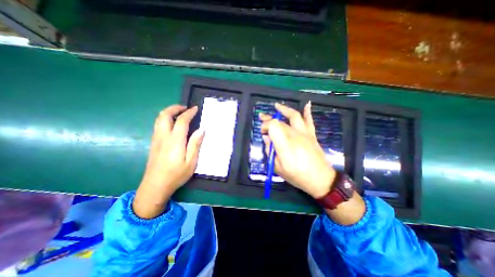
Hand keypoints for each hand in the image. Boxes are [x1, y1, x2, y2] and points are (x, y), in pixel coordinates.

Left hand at [132, 104, 203, 217]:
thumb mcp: (191, 162)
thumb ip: (195, 144)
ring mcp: (156, 139)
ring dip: (168, 112)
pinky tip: (172, 125)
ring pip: (159, 119)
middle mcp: (163, 137)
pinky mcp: (153, 143)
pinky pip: (158, 125)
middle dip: (174, 108)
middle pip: (164, 115)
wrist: (155, 186)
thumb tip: (201, 130)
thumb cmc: (176, 175)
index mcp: (175, 141)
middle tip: (185, 108)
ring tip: (179, 114)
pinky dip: (165, 119)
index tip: (195, 108)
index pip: (182, 121)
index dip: (189, 113)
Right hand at [260, 101, 335, 198]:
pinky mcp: (312, 135)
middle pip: (280, 121)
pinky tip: (307, 104)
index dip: (265, 126)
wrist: (321, 180)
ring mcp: (305, 134)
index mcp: (285, 145)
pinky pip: (309, 121)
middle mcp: (295, 135)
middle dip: (269, 119)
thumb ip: (271, 151)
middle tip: (262, 117)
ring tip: (277, 105)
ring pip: (294, 116)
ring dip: (284, 109)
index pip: (273, 126)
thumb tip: (267, 139)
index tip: (262, 132)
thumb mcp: (278, 168)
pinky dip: (307, 111)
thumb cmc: (298, 176)